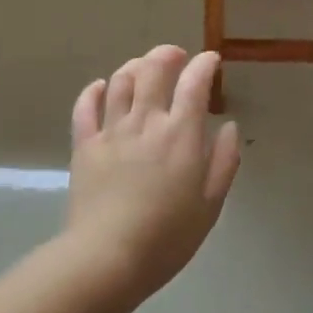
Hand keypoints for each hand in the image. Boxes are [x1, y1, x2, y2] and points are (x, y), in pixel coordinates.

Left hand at [66, 45, 241, 302]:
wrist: (107, 258)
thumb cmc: (167, 237)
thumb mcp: (210, 204)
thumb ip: (223, 161)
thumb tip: (228, 127)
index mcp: (180, 134)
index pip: (194, 83)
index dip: (204, 64)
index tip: (211, 60)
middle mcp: (145, 122)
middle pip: (153, 69)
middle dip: (167, 54)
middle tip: (176, 56)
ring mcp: (111, 131)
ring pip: (120, 81)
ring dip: (134, 67)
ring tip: (143, 68)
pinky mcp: (85, 145)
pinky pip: (85, 107)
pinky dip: (93, 91)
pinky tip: (100, 88)